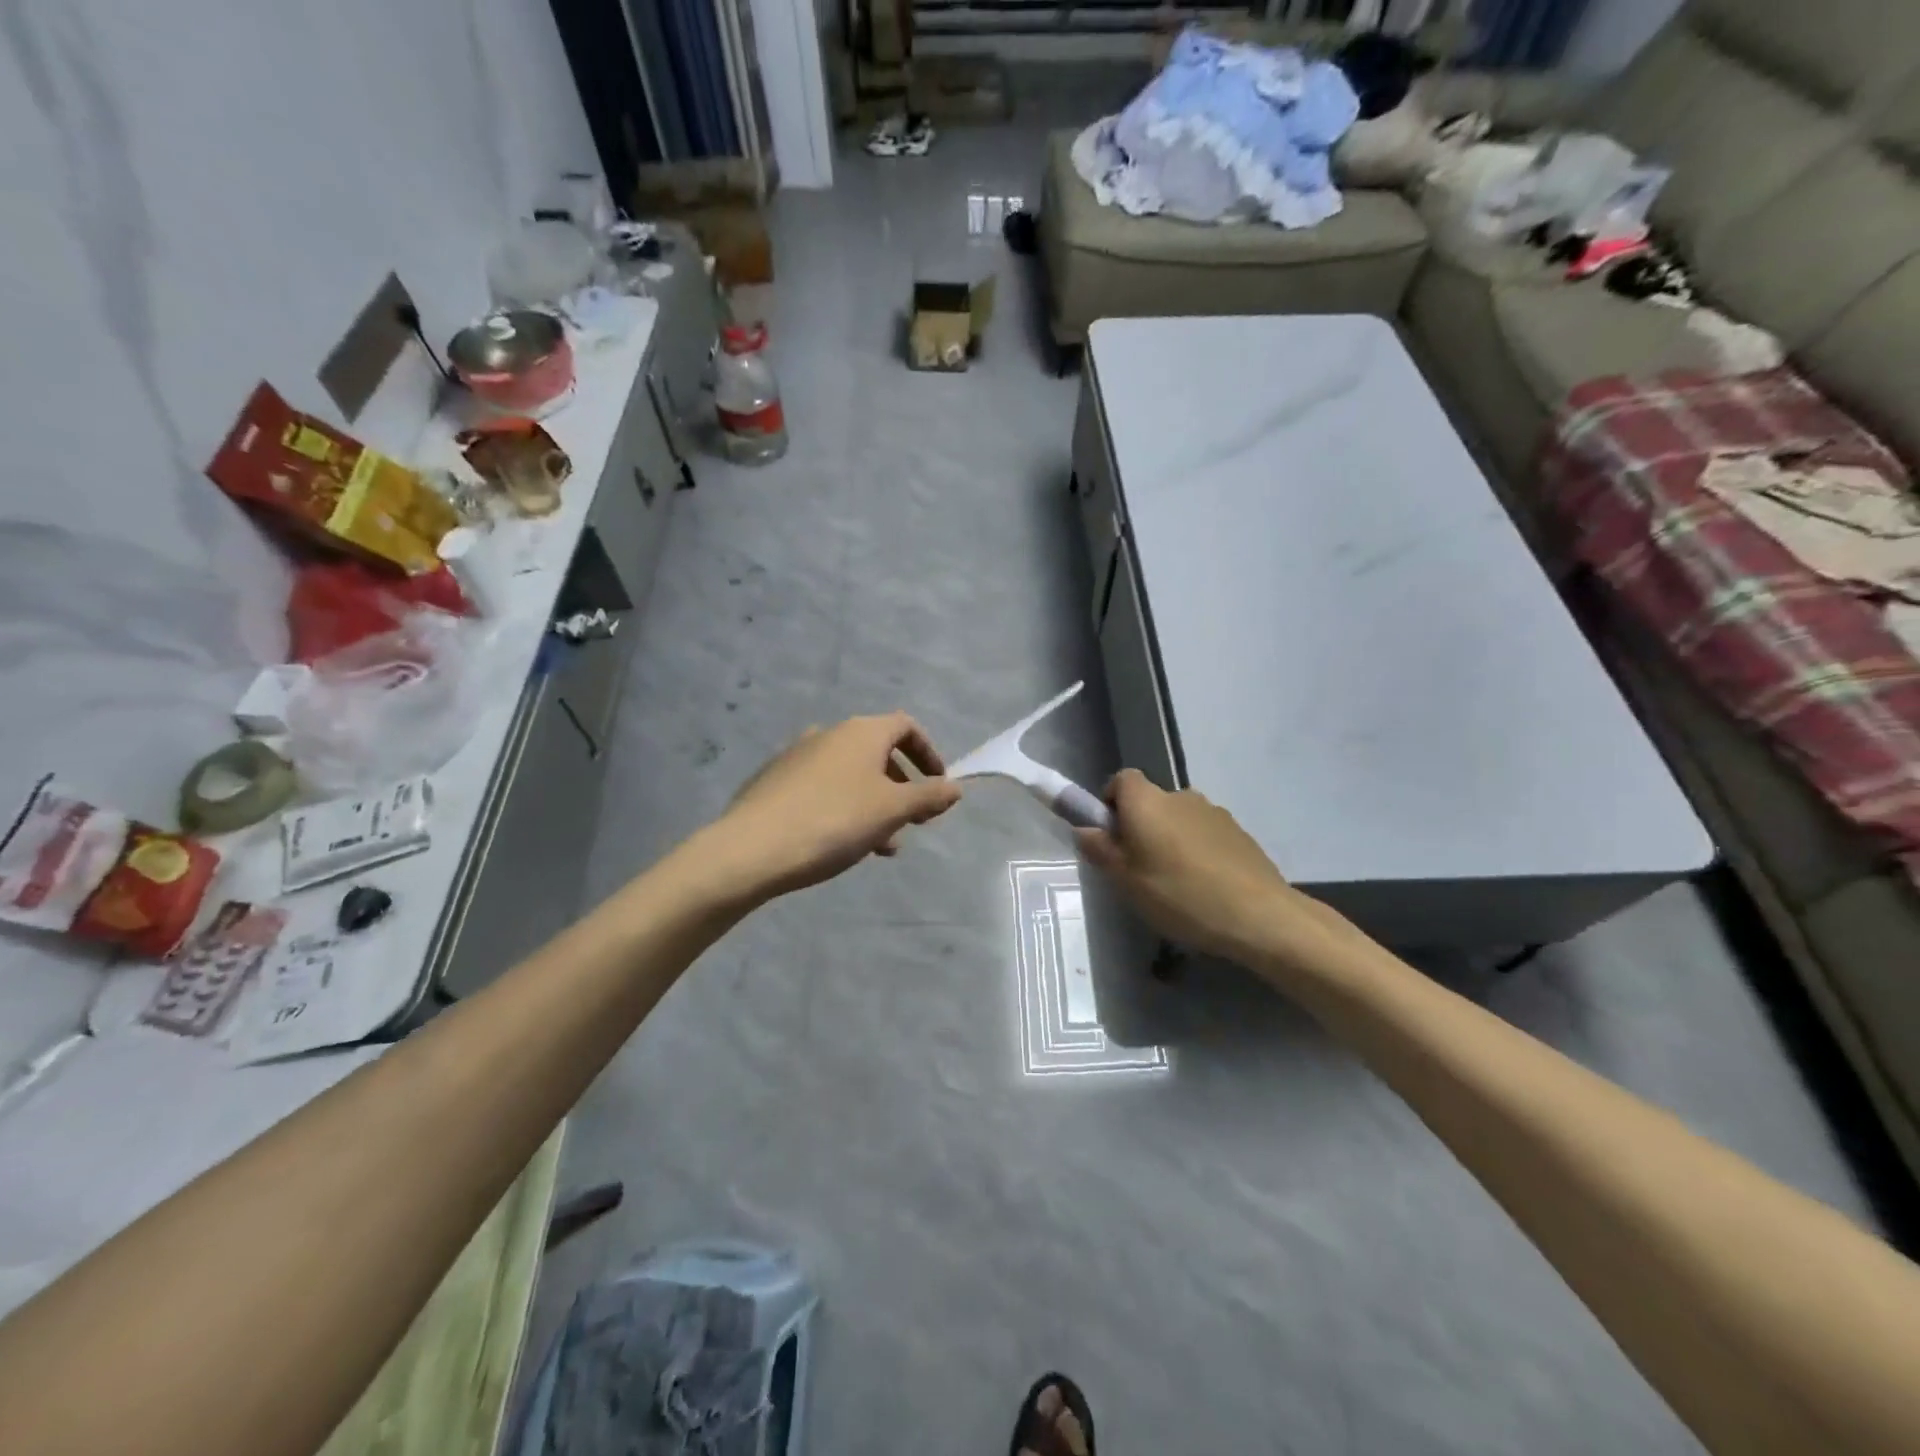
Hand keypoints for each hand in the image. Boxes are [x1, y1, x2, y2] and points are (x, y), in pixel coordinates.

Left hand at [696, 713, 962, 903]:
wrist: (750, 849)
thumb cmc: (834, 822)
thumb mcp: (892, 811)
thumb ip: (928, 796)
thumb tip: (955, 787)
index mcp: (860, 733)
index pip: (906, 726)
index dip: (928, 753)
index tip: (937, 785)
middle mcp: (829, 734)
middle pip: (877, 753)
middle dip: (901, 786)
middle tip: (913, 821)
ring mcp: (797, 756)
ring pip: (850, 775)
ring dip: (874, 803)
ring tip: (882, 845)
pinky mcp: (774, 781)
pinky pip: (822, 789)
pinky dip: (843, 808)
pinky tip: (841, 843)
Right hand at [1074, 769, 1351, 971]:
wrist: (1259, 915)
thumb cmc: (1180, 895)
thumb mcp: (1127, 881)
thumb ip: (1101, 850)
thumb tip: (1084, 829)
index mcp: (1147, 802)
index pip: (1121, 779)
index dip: (1111, 802)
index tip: (1111, 836)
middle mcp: (1179, 796)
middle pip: (1150, 801)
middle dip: (1141, 827)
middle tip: (1138, 869)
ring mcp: (1214, 812)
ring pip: (1178, 819)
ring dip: (1170, 840)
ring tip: (1175, 884)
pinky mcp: (1238, 832)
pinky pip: (1204, 834)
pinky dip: (1197, 851)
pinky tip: (1204, 887)